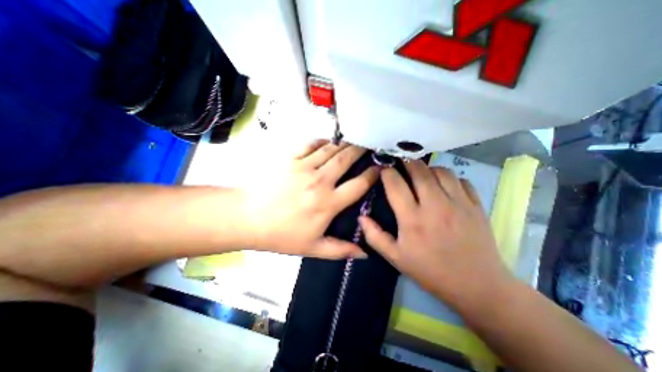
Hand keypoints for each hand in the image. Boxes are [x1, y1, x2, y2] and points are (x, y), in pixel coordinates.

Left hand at [243, 141, 376, 259]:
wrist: (248, 218)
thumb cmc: (282, 235)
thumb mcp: (313, 248)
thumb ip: (341, 250)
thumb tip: (364, 254)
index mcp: (328, 203)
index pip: (358, 184)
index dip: (372, 174)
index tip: (379, 168)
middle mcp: (319, 181)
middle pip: (346, 159)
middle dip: (361, 150)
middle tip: (369, 145)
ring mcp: (303, 166)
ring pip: (331, 149)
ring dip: (344, 144)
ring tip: (353, 142)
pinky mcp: (289, 158)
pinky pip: (310, 144)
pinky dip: (322, 141)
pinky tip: (327, 142)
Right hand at [361, 161, 513, 308]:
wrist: (476, 286)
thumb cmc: (430, 271)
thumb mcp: (396, 258)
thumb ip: (375, 237)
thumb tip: (361, 217)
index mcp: (412, 219)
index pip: (395, 185)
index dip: (387, 173)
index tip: (383, 169)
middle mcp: (435, 205)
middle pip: (419, 171)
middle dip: (406, 162)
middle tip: (401, 163)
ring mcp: (458, 203)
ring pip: (441, 171)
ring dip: (428, 169)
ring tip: (422, 174)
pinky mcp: (476, 205)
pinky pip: (461, 180)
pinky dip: (449, 178)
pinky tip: (444, 186)